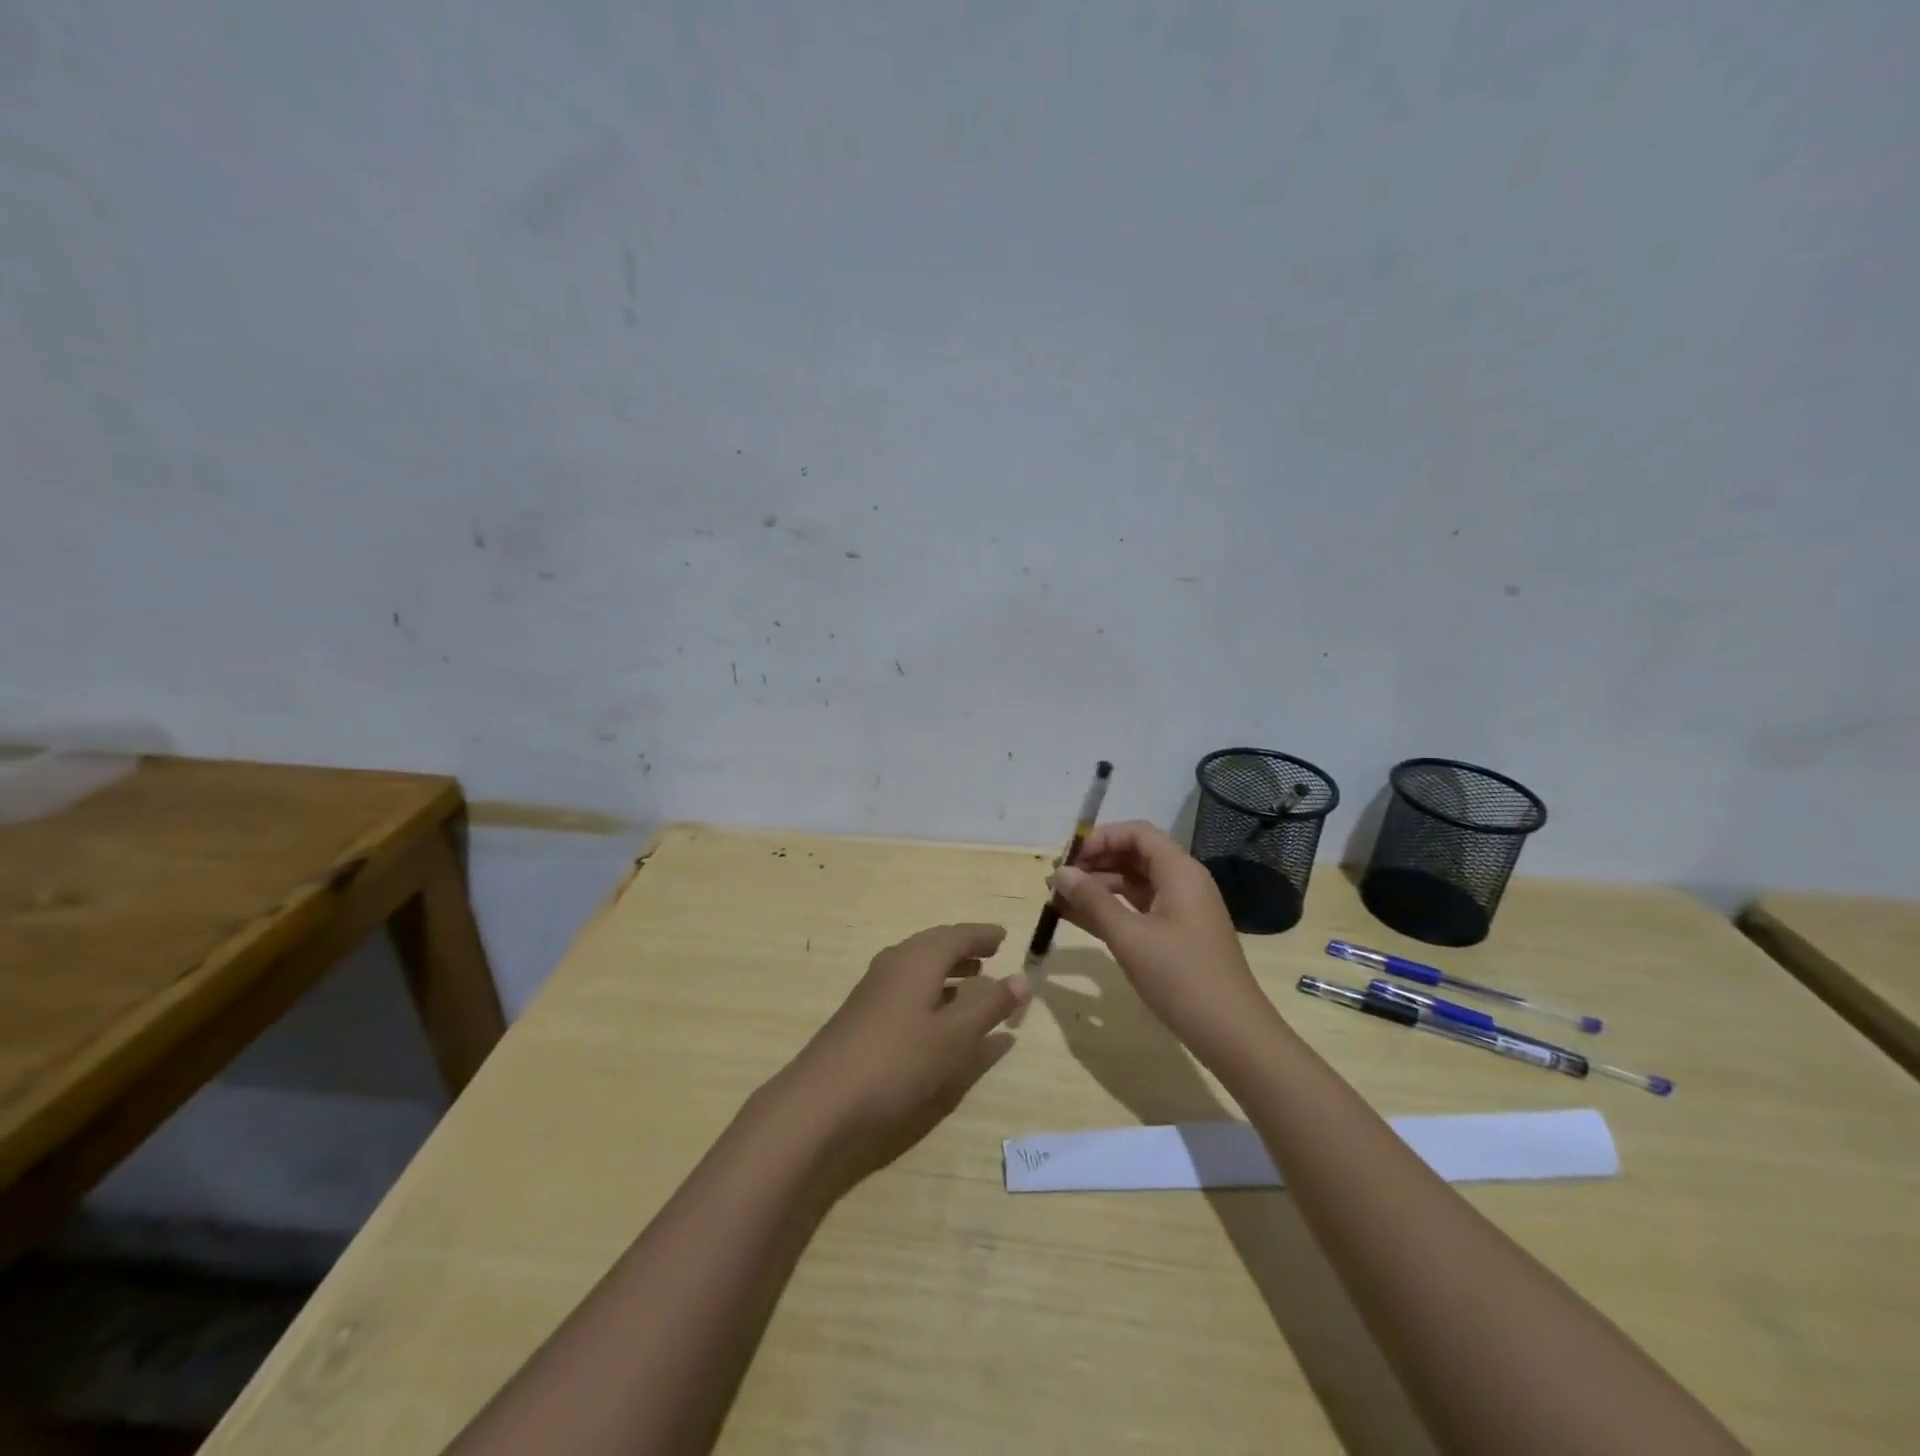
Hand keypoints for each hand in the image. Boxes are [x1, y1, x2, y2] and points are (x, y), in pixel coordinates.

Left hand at [774, 923, 1029, 1182]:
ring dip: (946, 969)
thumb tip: (1022, 978)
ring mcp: (874, 987)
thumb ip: (989, 1006)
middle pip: (934, 945)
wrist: (822, 1099)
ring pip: (918, 966)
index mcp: (919, 959)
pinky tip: (936, 1013)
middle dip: (963, 948)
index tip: (1003, 936)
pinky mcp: (863, 1011)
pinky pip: (905, 984)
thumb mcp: (954, 1037)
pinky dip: (929, 988)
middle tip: (989, 954)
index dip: (982, 935)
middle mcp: (895, 962)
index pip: (957, 935)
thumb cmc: (898, 1061)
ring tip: (970, 979)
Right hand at [1049, 821, 1277, 1055]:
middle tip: (1057, 881)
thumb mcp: (1130, 937)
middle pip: (1134, 856)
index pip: (1137, 834)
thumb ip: (1093, 900)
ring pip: (1133, 885)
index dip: (1101, 838)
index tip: (1069, 858)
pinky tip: (1076, 919)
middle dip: (1094, 864)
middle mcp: (1182, 883)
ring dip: (1097, 889)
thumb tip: (1060, 873)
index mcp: (1179, 872)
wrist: (1232, 1034)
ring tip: (1058, 900)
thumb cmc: (1181, 977)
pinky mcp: (1175, 936)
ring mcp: (1180, 911)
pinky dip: (1110, 911)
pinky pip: (1137, 910)